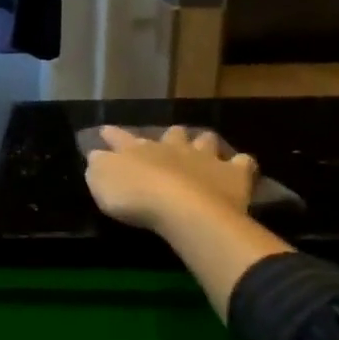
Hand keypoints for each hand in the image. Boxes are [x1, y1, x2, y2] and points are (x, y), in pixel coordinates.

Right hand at [84, 125, 258, 234]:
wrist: (183, 209)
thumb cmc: (135, 196)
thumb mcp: (100, 181)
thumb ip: (98, 166)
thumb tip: (97, 155)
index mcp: (137, 149)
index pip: (119, 137)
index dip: (111, 134)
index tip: (105, 130)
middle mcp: (171, 147)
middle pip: (171, 134)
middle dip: (169, 136)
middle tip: (168, 140)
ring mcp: (204, 158)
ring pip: (206, 141)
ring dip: (203, 143)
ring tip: (204, 149)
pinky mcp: (233, 175)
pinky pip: (242, 163)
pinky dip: (240, 164)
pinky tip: (240, 167)